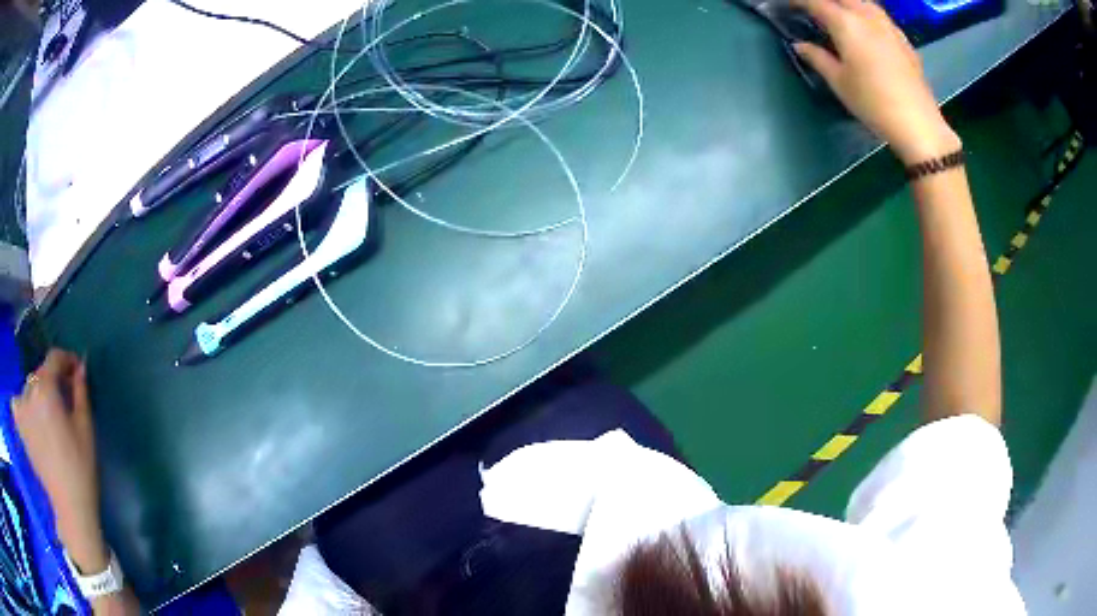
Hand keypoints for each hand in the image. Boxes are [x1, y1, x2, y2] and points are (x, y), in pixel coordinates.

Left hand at [12, 349, 107, 572]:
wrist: (69, 506)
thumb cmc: (80, 467)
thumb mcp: (85, 428)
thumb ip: (80, 392)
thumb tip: (80, 367)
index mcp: (45, 388)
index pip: (54, 358)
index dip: (67, 360)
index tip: (77, 371)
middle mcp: (29, 391)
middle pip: (40, 373)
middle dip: (53, 380)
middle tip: (65, 397)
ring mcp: (21, 409)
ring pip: (29, 388)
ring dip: (38, 393)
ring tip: (48, 412)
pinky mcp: (20, 426)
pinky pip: (17, 403)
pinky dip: (23, 404)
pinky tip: (30, 417)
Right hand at [792, 0, 961, 163]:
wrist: (918, 124)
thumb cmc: (873, 103)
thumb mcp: (839, 83)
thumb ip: (817, 58)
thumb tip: (800, 45)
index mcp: (846, 22)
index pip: (814, 1)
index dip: (798, 1)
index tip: (787, 4)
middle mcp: (867, 15)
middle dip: (824, 1)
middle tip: (813, 10)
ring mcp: (888, 26)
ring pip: (863, 2)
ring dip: (847, 3)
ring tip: (839, 13)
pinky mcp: (903, 39)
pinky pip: (879, 15)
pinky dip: (866, 13)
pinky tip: (866, 26)